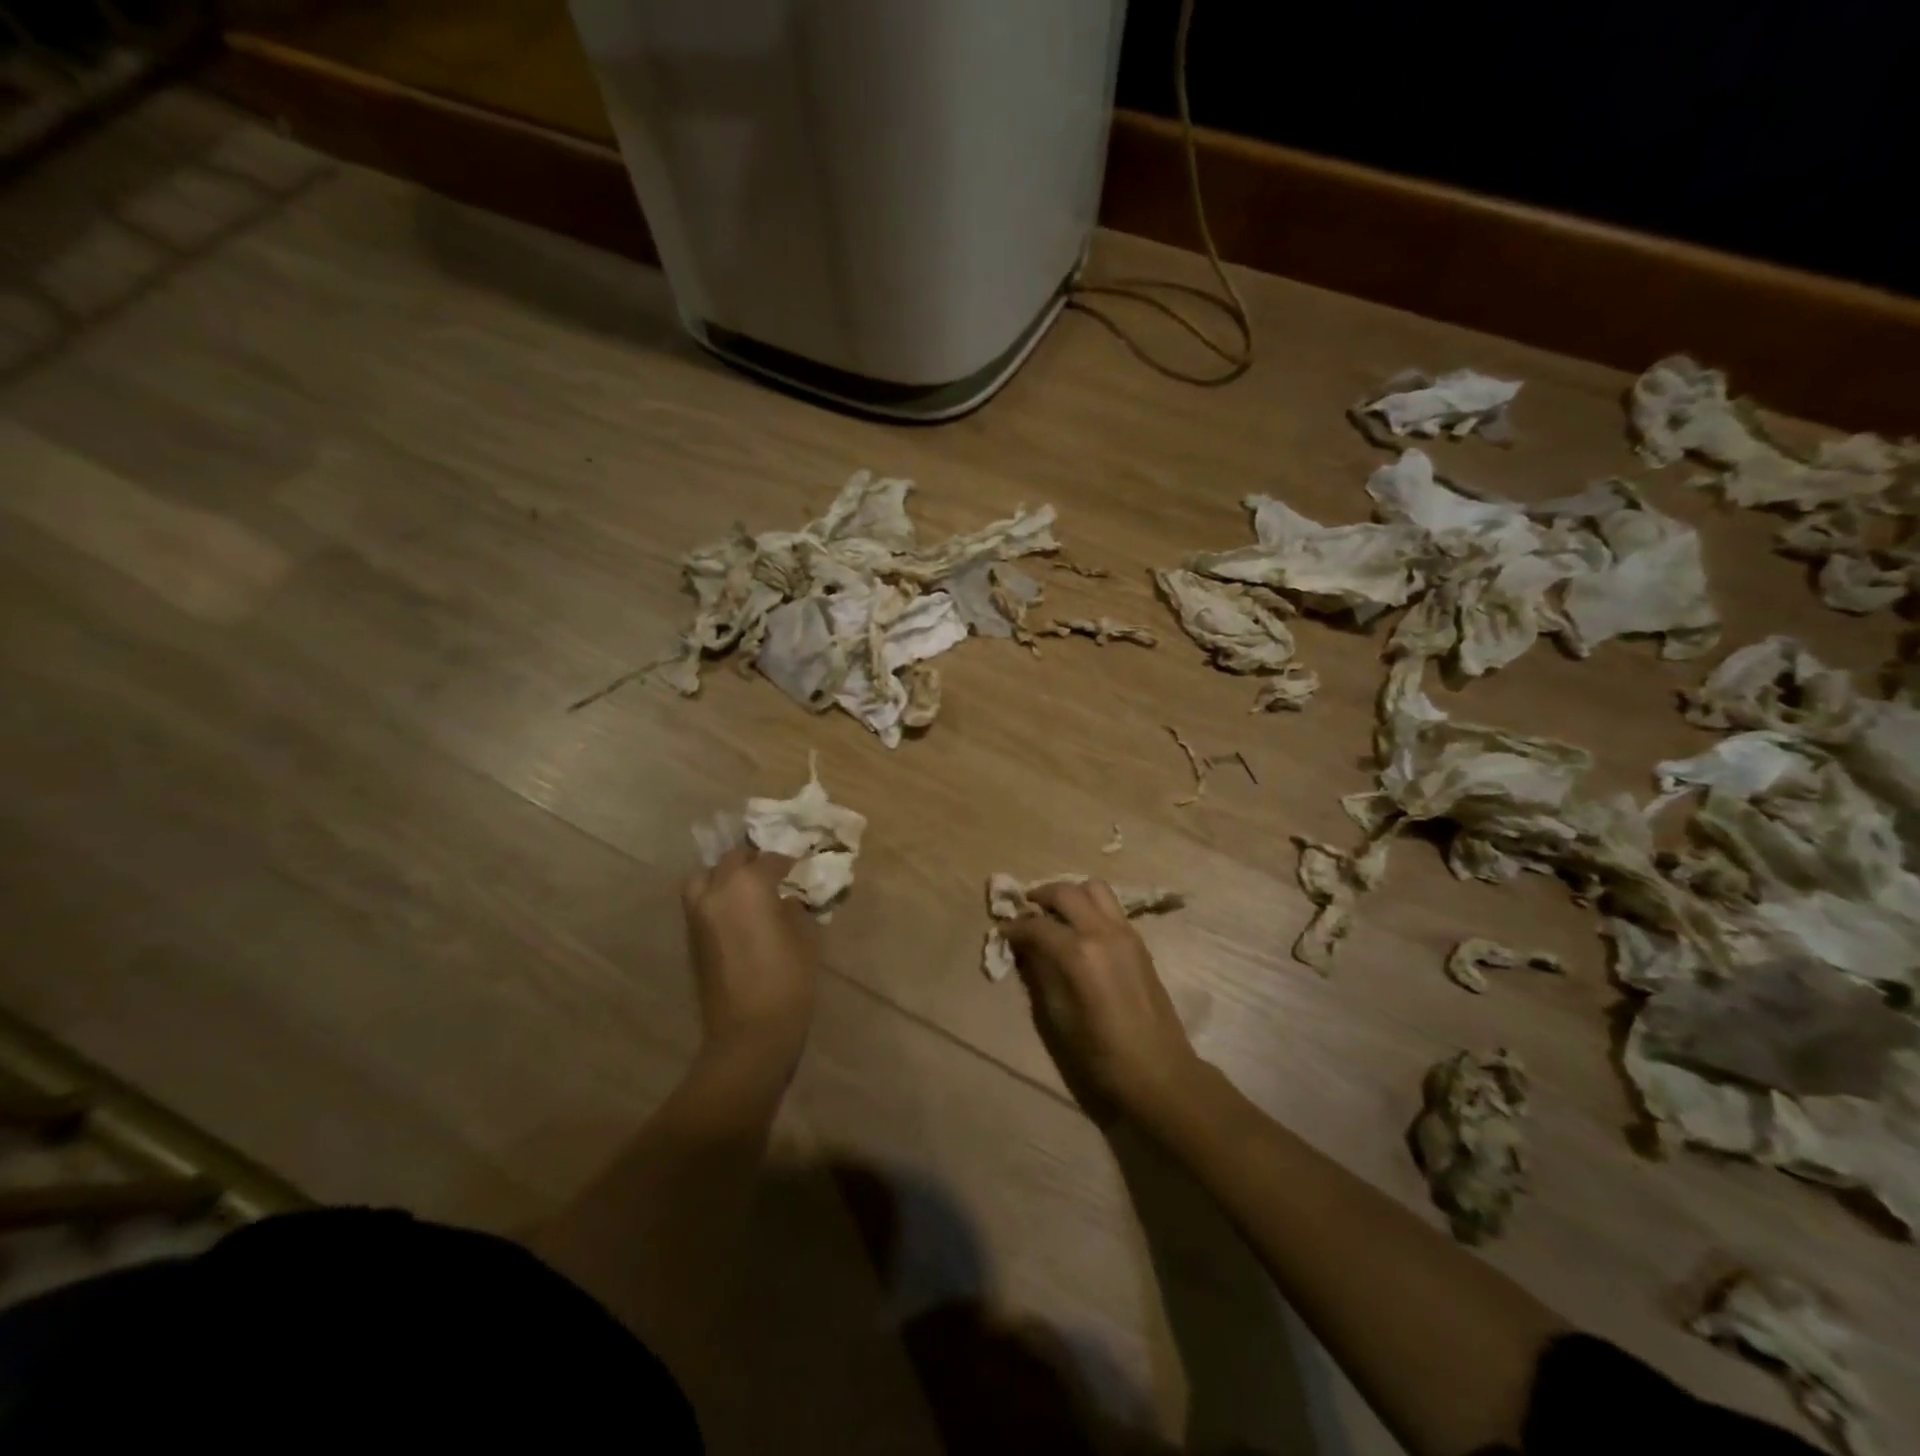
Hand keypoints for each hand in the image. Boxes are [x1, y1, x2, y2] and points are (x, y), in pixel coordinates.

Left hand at [682, 846, 819, 1069]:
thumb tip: (786, 900)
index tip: (799, 868)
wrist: (749, 1033)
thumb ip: (793, 909)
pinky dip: (716, 898)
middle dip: (752, 862)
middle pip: (731, 860)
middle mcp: (717, 891)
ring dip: (725, 877)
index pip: (768, 859)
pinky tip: (738, 914)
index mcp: (748, 885)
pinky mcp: (691, 938)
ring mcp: (698, 915)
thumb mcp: (805, 937)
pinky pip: (700, 902)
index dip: (786, 862)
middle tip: (772, 873)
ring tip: (747, 890)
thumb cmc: (787, 980)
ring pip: (705, 878)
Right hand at [1005, 880, 1203, 1119]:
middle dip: (1041, 896)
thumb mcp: (1058, 1017)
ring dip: (1071, 894)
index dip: (1014, 927)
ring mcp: (1126, 933)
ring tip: (1055, 913)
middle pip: (1066, 892)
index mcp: (1079, 953)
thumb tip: (1025, 949)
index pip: (1037, 925)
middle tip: (1026, 911)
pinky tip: (1080, 929)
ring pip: (1094, 889)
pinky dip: (1090, 906)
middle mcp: (1102, 932)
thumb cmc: (1101, 1054)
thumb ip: (1039, 974)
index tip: (1002, 932)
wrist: (1159, 1072)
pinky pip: (1110, 907)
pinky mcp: (1139, 942)